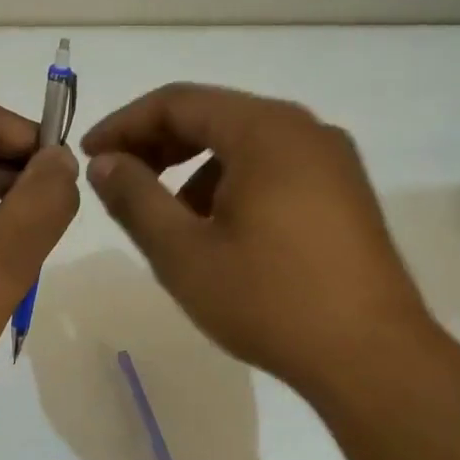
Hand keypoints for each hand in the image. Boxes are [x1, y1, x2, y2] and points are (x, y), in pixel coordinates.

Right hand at [82, 84, 438, 403]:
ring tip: (167, 215)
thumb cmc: (268, 300)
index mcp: (265, 130)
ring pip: (245, 145)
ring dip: (195, 168)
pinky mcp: (345, 193)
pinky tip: (220, 231)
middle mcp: (305, 130)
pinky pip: (275, 169)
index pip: (179, 102)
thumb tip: (105, 162)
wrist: (370, 357)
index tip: (88, 156)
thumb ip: (135, 199)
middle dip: (159, 145)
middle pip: (215, 116)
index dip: (125, 124)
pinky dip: (233, 184)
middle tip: (118, 180)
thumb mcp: (183, 253)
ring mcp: (332, 161)